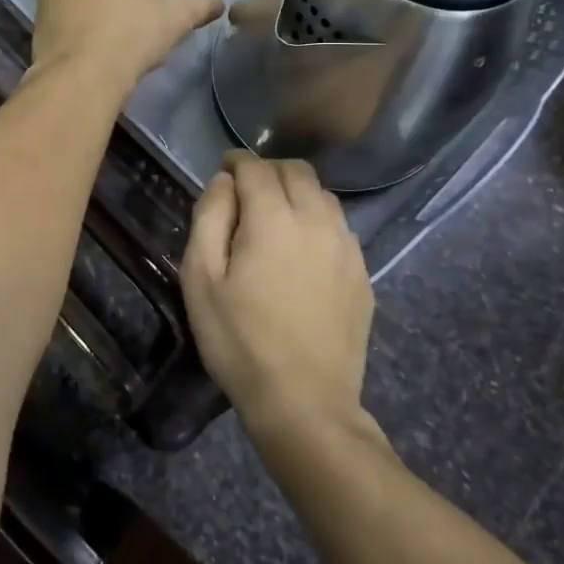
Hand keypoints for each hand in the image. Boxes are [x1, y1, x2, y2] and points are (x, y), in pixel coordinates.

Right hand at [180, 151, 375, 431]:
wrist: (304, 403)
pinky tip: (302, 249)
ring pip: (323, 195)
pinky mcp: (362, 273)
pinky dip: (317, 220)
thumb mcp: (201, 279)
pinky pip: (340, 226)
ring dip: (296, 192)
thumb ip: (209, 218)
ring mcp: (347, 247)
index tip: (223, 168)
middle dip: (268, 170)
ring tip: (274, 217)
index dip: (236, 160)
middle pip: (296, 171)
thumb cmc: (239, 341)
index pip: (256, 167)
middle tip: (246, 190)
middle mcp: (317, 221)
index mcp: (274, 219)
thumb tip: (224, 182)